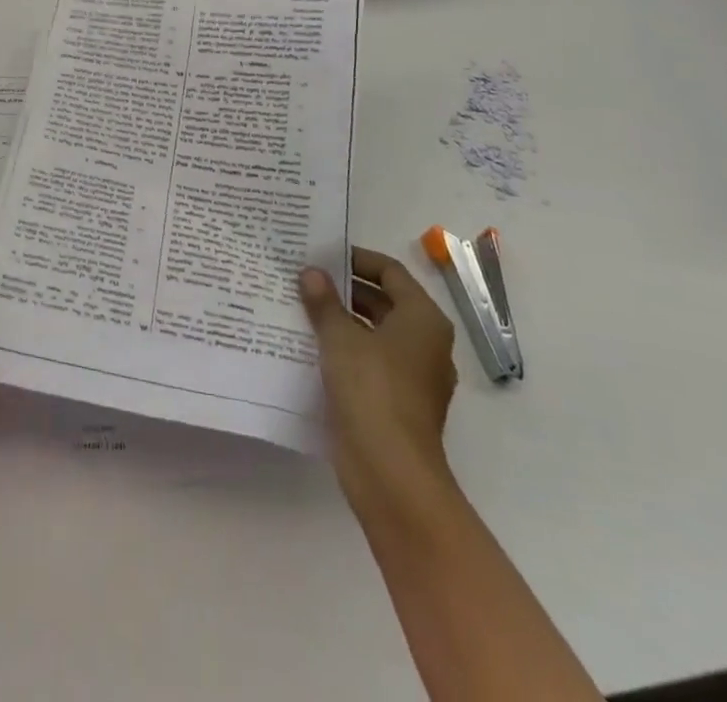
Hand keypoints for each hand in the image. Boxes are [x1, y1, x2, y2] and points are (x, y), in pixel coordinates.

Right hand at [300, 247, 458, 523]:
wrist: (390, 472)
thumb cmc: (371, 389)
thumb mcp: (340, 337)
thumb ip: (324, 301)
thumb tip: (311, 272)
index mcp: (423, 319)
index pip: (390, 272)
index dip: (356, 258)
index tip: (322, 254)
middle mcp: (426, 343)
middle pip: (384, 301)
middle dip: (344, 289)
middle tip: (304, 278)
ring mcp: (414, 376)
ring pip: (375, 333)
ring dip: (341, 319)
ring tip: (300, 307)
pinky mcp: (397, 402)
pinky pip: (370, 361)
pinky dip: (345, 349)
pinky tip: (310, 346)